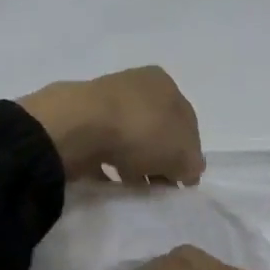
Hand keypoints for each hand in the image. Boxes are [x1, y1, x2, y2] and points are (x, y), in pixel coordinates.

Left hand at [18, 66, 203, 183]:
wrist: (77, 127)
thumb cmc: (140, 131)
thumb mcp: (181, 153)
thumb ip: (191, 164)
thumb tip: (189, 171)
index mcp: (164, 83)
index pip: (186, 121)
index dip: (188, 152)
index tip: (183, 179)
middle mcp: (134, 85)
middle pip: (156, 129)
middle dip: (159, 158)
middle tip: (159, 185)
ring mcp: (102, 100)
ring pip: (128, 138)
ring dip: (134, 162)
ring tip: (133, 186)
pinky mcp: (77, 120)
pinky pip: (101, 146)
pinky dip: (108, 163)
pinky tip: (110, 180)